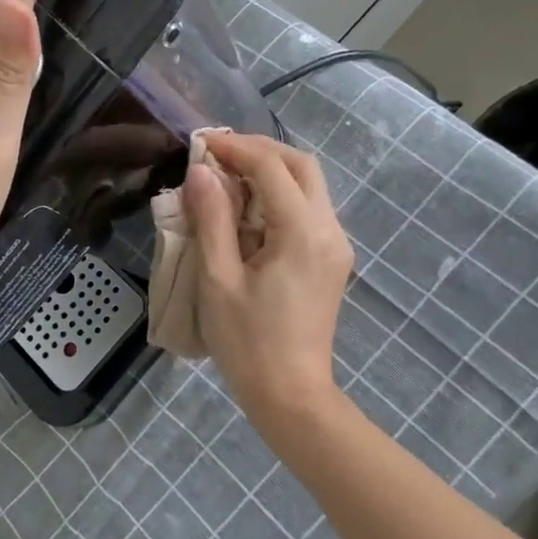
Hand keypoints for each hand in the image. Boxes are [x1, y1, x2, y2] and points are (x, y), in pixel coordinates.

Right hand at [185, 131, 354, 426]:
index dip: (235, 148)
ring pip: (309, 185)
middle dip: (260, 151)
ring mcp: (336, 245)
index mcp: (301, 231)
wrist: (291, 395)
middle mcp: (329, 229)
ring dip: (271, 171)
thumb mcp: (218, 279)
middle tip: (219, 153)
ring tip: (228, 176)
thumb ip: (211, 219)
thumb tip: (201, 171)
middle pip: (302, 165)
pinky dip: (280, 195)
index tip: (201, 143)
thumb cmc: (248, 342)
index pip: (271, 167)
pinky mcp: (332, 260)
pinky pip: (309, 210)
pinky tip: (248, 209)